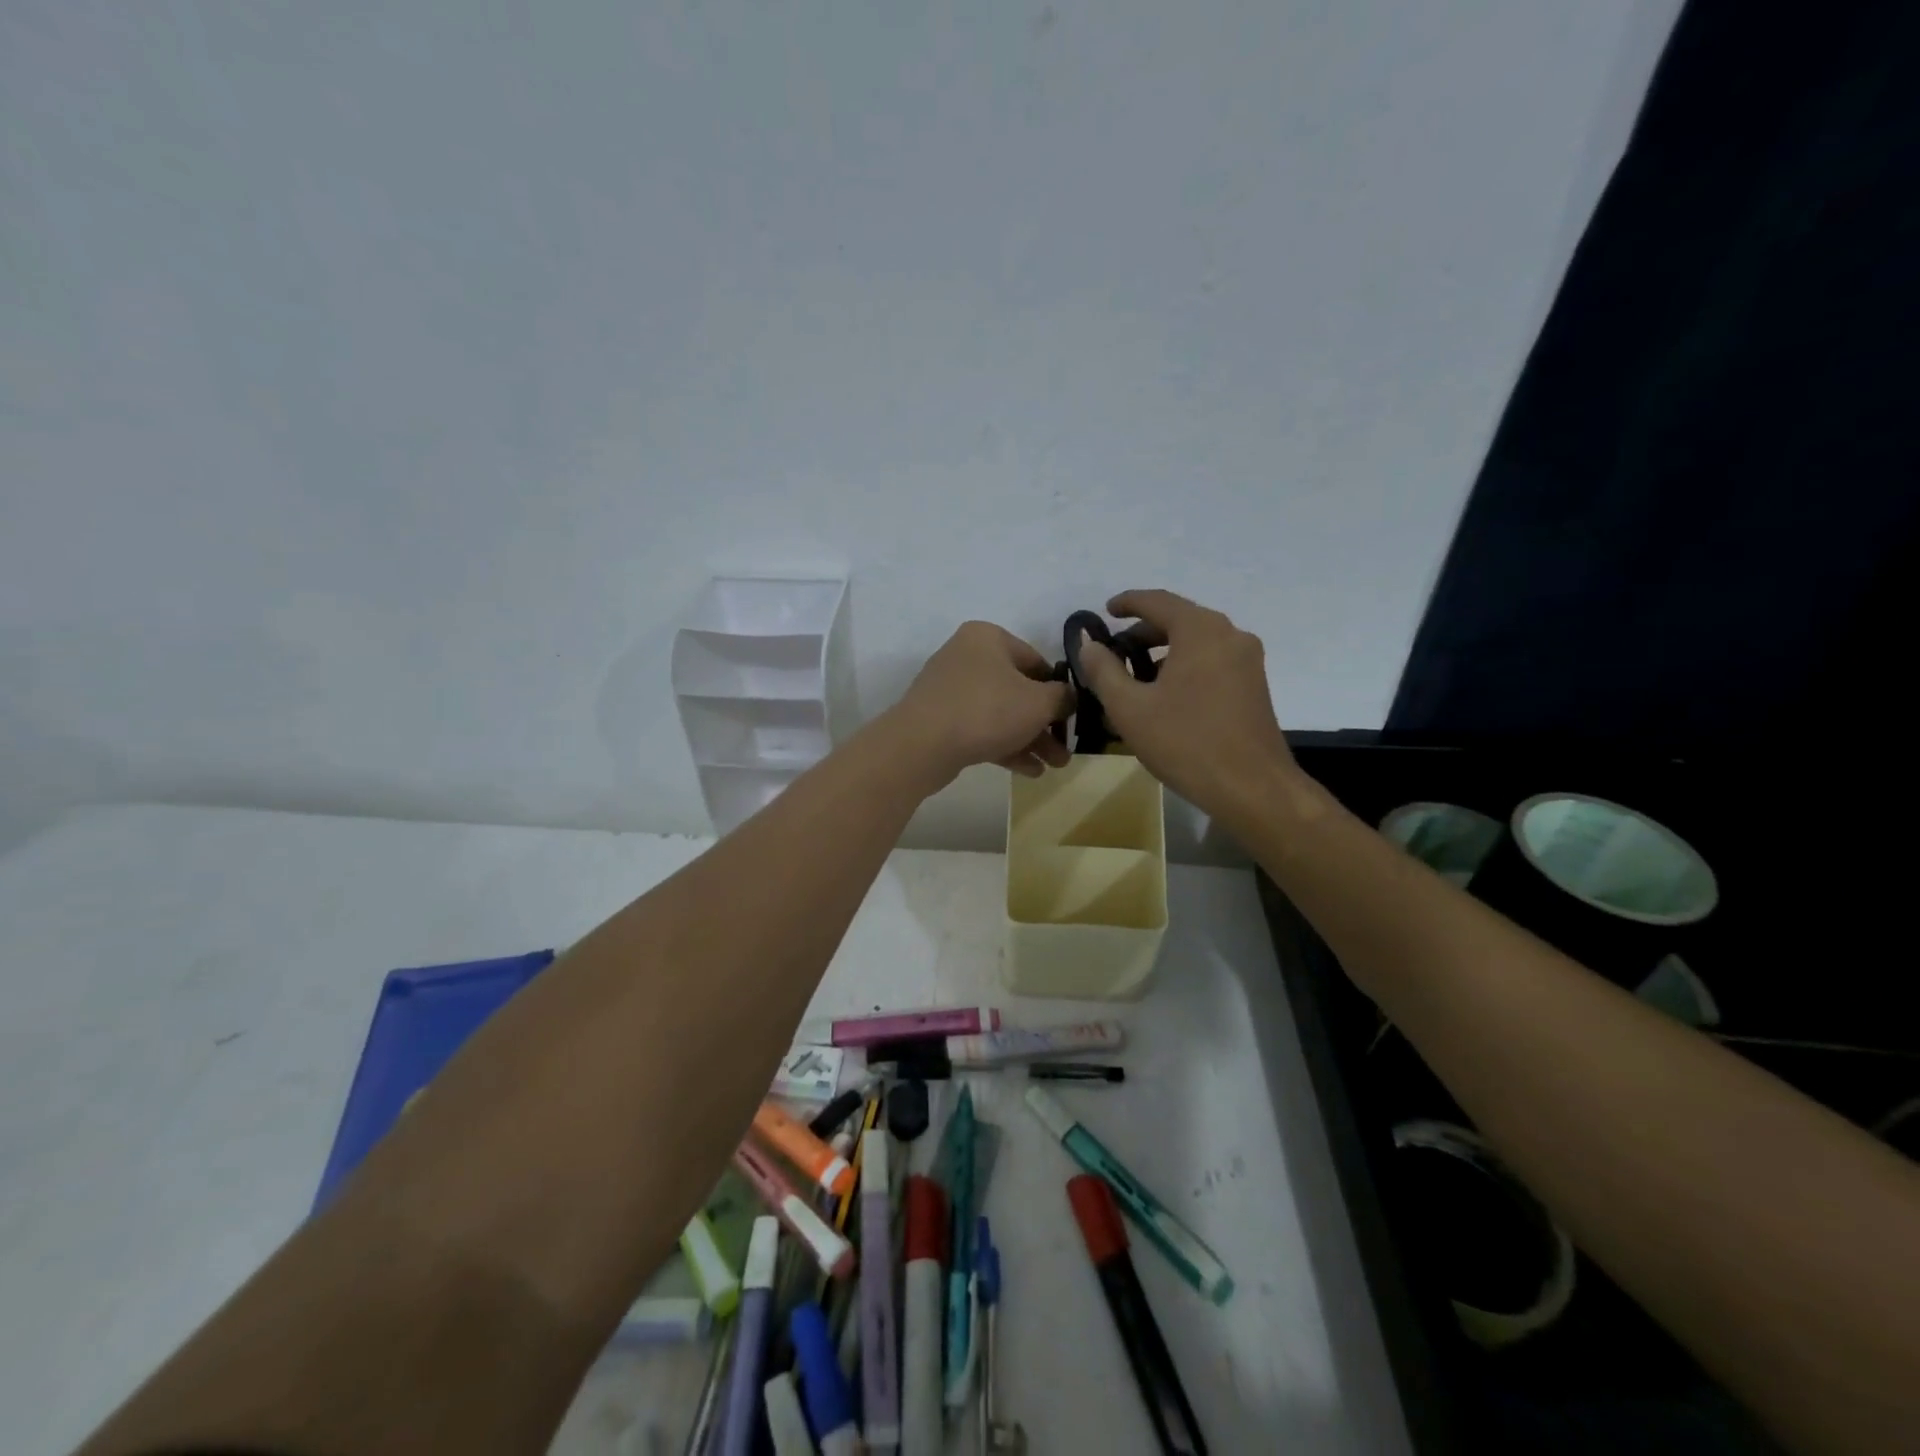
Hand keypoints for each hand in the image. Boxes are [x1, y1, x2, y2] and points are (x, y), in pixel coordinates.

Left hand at [884, 621, 1073, 787]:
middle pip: (1018, 690)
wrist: (922, 745)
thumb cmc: (987, 710)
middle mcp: (967, 656)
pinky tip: (1029, 771)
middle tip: (1065, 751)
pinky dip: (1005, 746)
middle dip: (1046, 724)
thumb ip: (1063, 697)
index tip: (1073, 718)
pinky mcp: (940, 720)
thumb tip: (1069, 697)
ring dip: (1030, 739)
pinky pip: (981, 729)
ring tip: (1054, 766)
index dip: (1059, 691)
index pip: (1037, 661)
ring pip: (1001, 713)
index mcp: (988, 638)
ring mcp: (950, 689)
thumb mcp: (1039, 702)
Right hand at [1073, 590, 1298, 817]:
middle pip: (1179, 620)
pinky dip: (1184, 667)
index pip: (1157, 601)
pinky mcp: (1254, 685)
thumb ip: (1103, 670)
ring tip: (1134, 680)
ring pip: (1196, 642)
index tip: (1104, 611)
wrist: (1252, 788)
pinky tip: (1165, 697)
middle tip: (1113, 654)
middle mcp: (1229, 635)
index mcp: (1200, 631)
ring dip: (1163, 653)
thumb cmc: (1186, 743)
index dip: (1127, 603)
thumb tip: (1088, 644)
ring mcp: (1247, 661)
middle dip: (1143, 633)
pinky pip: (1212, 662)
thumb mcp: (1130, 708)